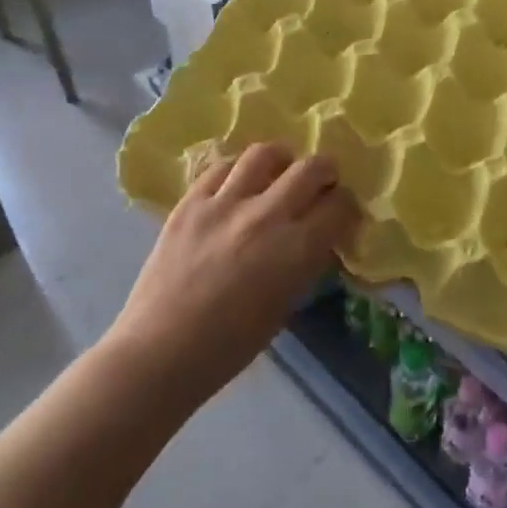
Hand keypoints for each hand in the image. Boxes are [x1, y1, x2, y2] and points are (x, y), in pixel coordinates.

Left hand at [109, 143, 359, 400]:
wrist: (159, 353)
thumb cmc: (229, 346)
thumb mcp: (285, 305)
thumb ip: (305, 263)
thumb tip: (318, 237)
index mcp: (296, 249)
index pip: (339, 205)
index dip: (347, 205)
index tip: (342, 212)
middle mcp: (266, 216)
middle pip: (311, 168)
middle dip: (325, 171)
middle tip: (321, 183)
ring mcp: (225, 204)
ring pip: (265, 153)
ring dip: (281, 159)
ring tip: (278, 172)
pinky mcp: (191, 202)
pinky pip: (221, 167)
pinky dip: (238, 171)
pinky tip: (238, 184)